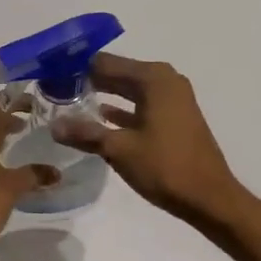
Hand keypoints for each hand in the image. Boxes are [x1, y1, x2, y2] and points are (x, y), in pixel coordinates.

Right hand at [54, 53, 246, 226]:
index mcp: (153, 79)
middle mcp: (165, 81)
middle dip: (88, 80)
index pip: (105, 62)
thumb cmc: (165, 167)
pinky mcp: (174, 118)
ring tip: (69, 100)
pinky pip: (140, 104)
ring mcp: (172, 99)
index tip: (51, 75)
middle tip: (54, 87)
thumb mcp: (119, 149)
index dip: (77, 68)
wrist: (209, 198)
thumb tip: (53, 126)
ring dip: (103, 94)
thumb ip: (85, 133)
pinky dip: (121, 109)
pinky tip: (99, 117)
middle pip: (117, 73)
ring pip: (129, 89)